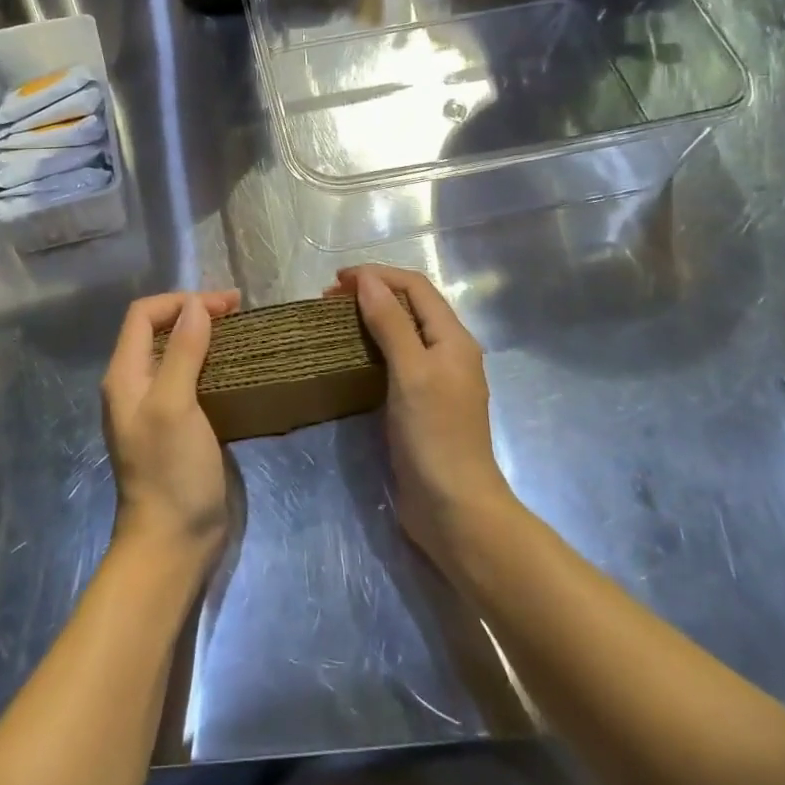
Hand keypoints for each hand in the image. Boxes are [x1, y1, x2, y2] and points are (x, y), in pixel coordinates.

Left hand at [101, 290, 240, 567]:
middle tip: (238, 312)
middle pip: (159, 329)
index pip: (144, 314)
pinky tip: (236, 366)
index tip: (225, 305)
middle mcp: (135, 385)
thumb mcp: (174, 405)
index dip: (182, 301)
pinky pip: (191, 377)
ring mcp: (156, 406)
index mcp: (125, 376)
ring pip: (176, 352)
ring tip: (240, 331)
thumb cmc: (170, 471)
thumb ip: (182, 352)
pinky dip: (212, 361)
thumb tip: (196, 305)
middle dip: (195, 312)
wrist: (172, 543)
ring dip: (205, 335)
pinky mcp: (178, 424)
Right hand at [328, 265, 517, 571]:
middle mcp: (448, 352)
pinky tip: (351, 356)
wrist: (454, 509)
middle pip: (410, 306)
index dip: (378, 275)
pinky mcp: (421, 404)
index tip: (337, 280)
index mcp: (453, 338)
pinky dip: (373, 347)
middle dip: (372, 293)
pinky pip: (396, 360)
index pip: (415, 287)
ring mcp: (436, 379)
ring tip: (335, 321)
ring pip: (402, 332)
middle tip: (329, 301)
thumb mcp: (411, 371)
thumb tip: (368, 279)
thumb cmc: (435, 435)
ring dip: (370, 318)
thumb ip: (391, 322)